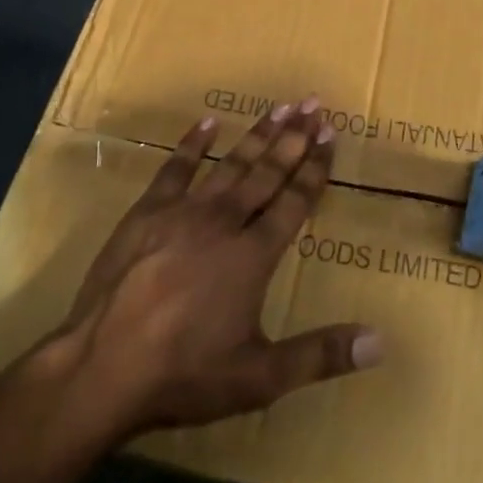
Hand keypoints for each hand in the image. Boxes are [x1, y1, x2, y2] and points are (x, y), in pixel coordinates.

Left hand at [36, 99, 381, 442]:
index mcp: (253, 256)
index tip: (331, 136)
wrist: (102, 367)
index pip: (294, 202)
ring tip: (280, 106)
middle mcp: (224, 223)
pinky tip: (207, 122)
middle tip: (314, 105)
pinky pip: (175, 168)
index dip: (315, 168)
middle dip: (294, 138)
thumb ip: (320, 355)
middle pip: (266, 173)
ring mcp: (182, 213)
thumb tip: (380, 341)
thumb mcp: (260, 377)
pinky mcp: (146, 212)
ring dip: (257, 134)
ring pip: (230, 164)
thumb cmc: (185, 374)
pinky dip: (192, 144)